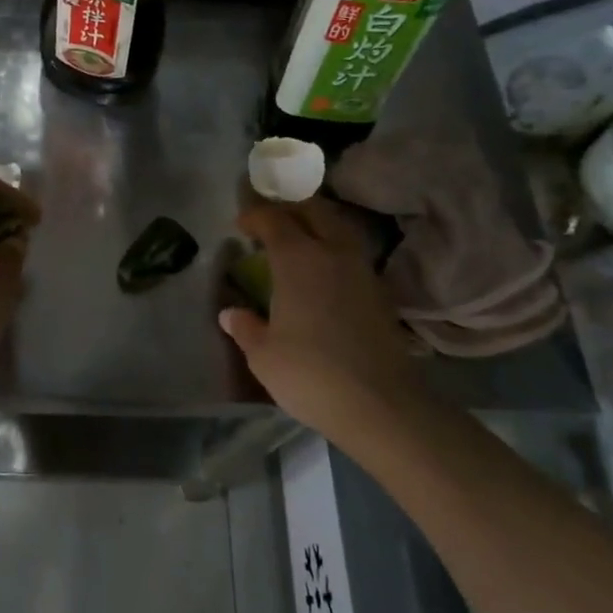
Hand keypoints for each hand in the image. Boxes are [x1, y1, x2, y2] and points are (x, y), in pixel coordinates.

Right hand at [219, 199, 419, 437]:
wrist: (380, 405)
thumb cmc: (310, 374)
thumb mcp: (263, 355)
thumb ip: (246, 327)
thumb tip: (231, 313)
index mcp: (298, 259)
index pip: (274, 220)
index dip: (254, 215)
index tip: (240, 224)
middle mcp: (332, 253)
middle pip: (313, 211)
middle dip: (289, 207)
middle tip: (269, 219)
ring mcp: (361, 270)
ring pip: (338, 228)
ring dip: (316, 224)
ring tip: (297, 239)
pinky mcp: (379, 292)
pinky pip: (351, 253)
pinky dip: (333, 249)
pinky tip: (322, 271)